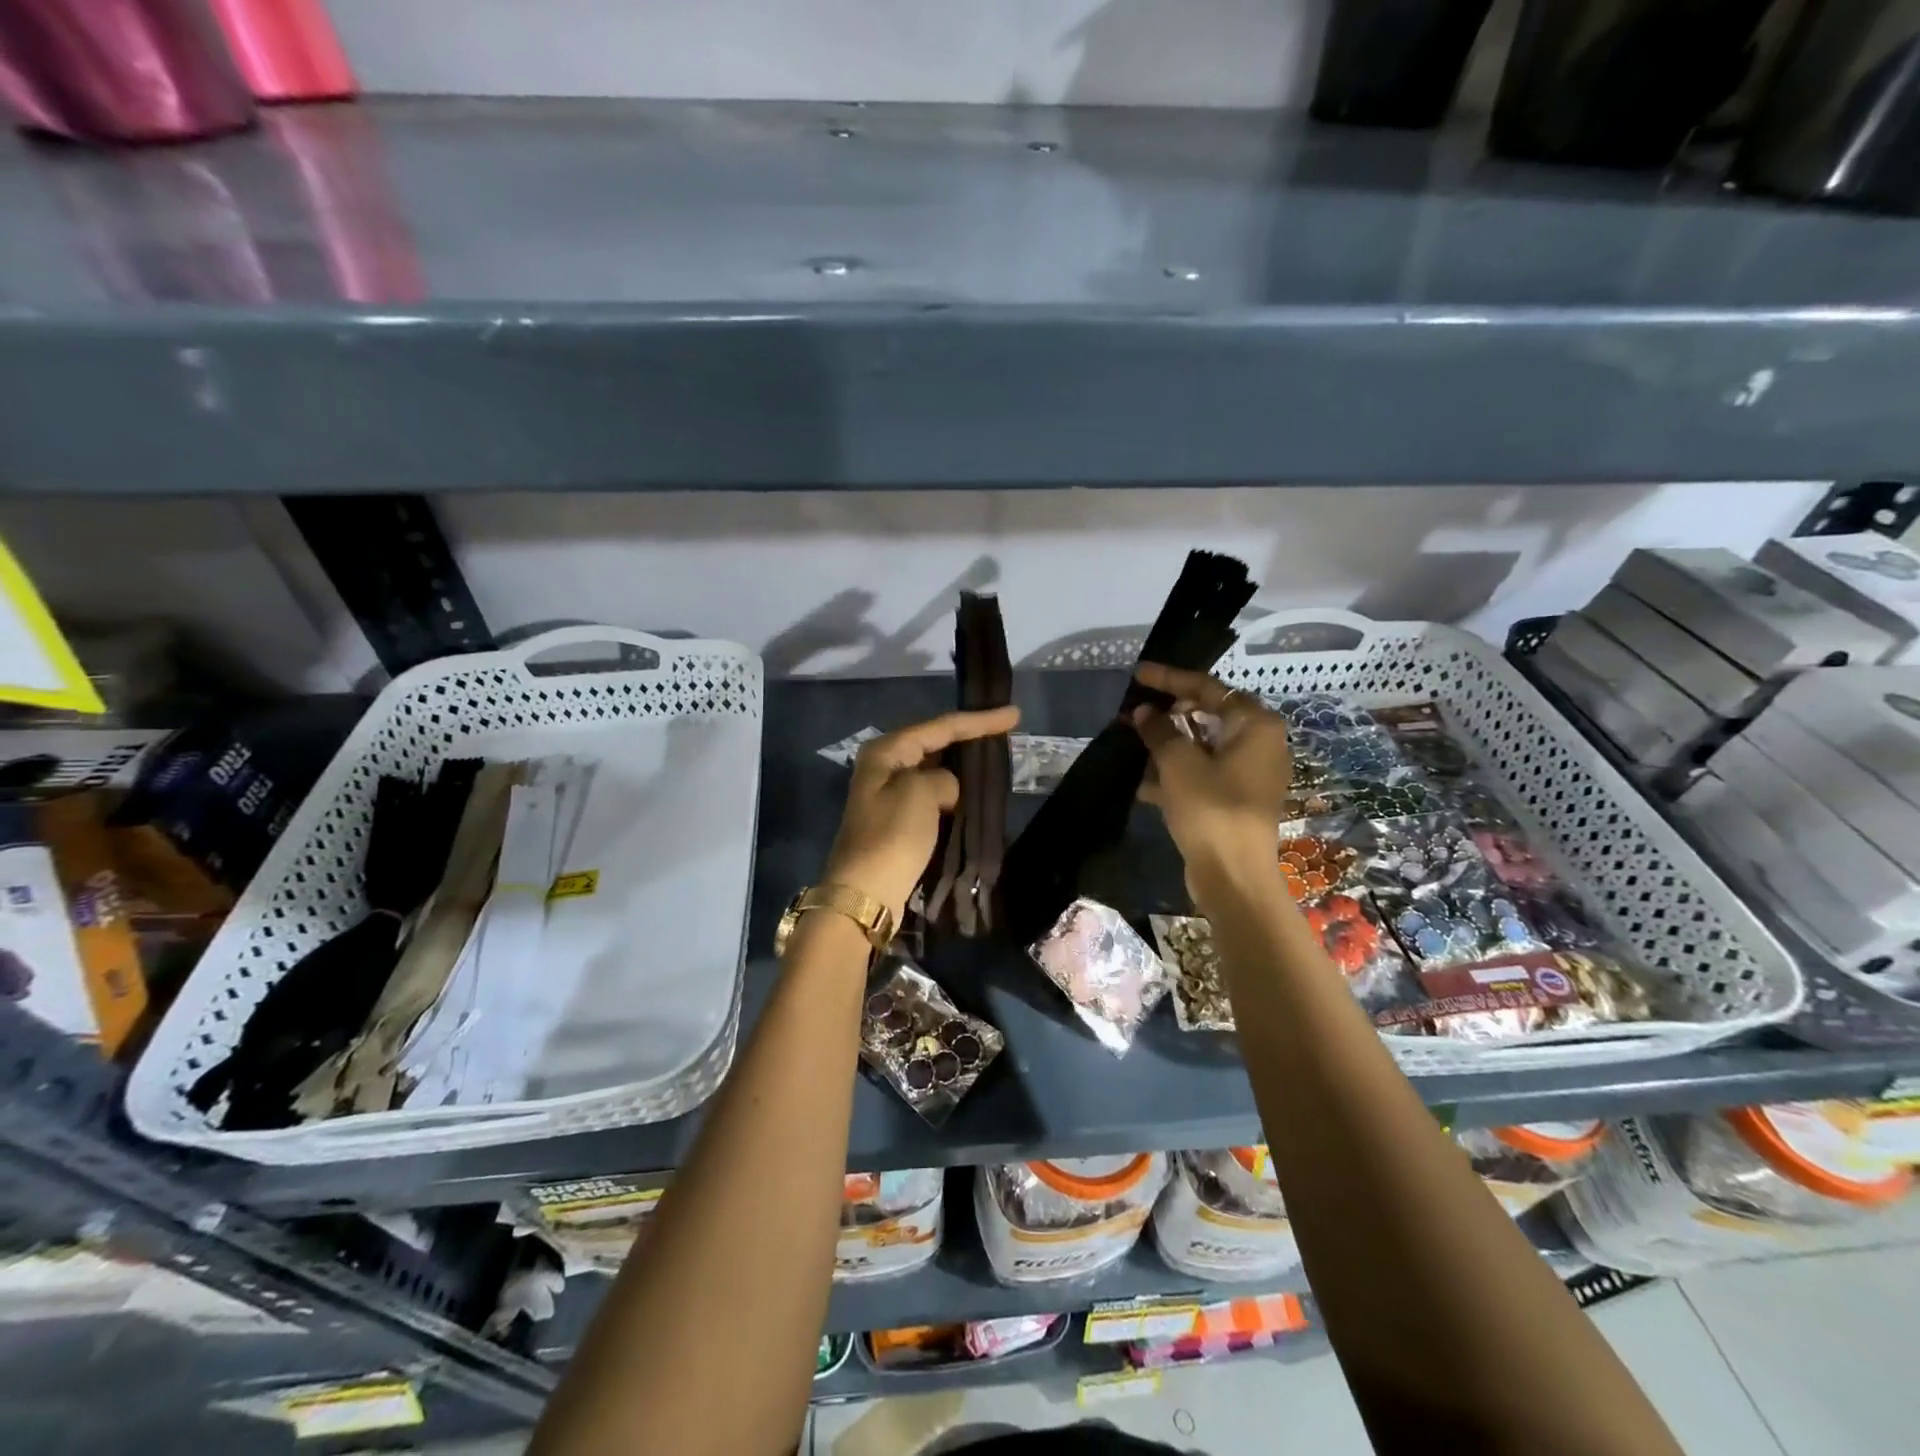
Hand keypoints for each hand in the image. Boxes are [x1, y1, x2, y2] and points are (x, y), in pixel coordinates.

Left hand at [824, 705, 1021, 924]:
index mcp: (886, 751)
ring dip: (963, 767)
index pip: (941, 726)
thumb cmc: (892, 836)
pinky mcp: (898, 822)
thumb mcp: (921, 793)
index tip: (1014, 714)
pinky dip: (955, 793)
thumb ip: (944, 778)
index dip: (978, 721)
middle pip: (935, 743)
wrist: (866, 894)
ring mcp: (890, 795)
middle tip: (1007, 731)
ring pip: (935, 770)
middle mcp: (885, 766)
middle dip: (969, 738)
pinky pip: (933, 796)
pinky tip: (976, 794)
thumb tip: (948, 790)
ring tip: (997, 759)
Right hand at [1132, 663, 1290, 877]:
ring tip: (1131, 742)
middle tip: (1134, 713)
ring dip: (1167, 744)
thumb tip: (1145, 712)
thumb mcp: (1178, 763)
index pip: (1208, 688)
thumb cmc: (1211, 809)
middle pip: (1207, 715)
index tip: (1138, 674)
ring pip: (1202, 746)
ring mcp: (1249, 774)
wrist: (1233, 877)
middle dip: (1167, 715)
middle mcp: (1259, 744)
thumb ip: (1160, 731)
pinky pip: (1202, 773)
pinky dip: (1175, 772)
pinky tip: (1142, 780)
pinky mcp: (1235, 799)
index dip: (1170, 679)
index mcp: (1255, 725)